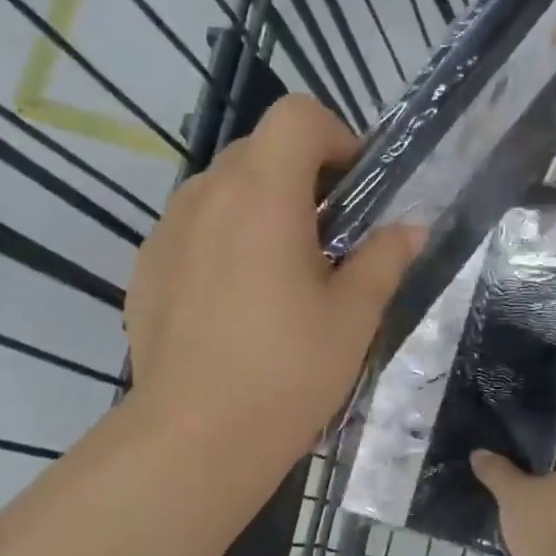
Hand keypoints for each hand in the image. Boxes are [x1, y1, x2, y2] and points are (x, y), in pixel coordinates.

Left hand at [126, 95, 418, 470]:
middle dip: (301, 177)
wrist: (195, 439)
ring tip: (279, 275)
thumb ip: (384, 260)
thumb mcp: (352, 319)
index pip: (297, 117)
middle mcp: (206, 197)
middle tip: (327, 241)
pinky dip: (221, 241)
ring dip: (258, 208)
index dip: (336, 137)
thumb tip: (410, 229)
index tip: (355, 191)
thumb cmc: (286, 375)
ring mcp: (166, 232)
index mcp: (263, 196)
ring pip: (221, 190)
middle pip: (258, 150)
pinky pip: (192, 230)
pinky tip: (234, 304)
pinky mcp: (145, 268)